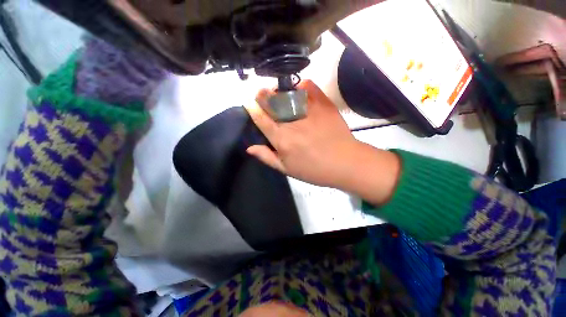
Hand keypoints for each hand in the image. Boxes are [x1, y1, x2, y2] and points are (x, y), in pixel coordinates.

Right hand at [245, 80, 400, 204]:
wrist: (345, 163)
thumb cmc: (314, 170)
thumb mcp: (287, 169)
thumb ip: (267, 157)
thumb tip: (249, 147)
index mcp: (282, 139)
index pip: (261, 118)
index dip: (252, 107)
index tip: (249, 101)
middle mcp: (292, 122)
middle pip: (271, 102)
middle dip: (263, 95)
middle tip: (262, 95)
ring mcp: (308, 111)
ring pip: (287, 92)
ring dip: (279, 91)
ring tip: (279, 94)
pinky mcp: (323, 105)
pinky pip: (309, 87)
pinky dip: (301, 85)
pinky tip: (298, 90)